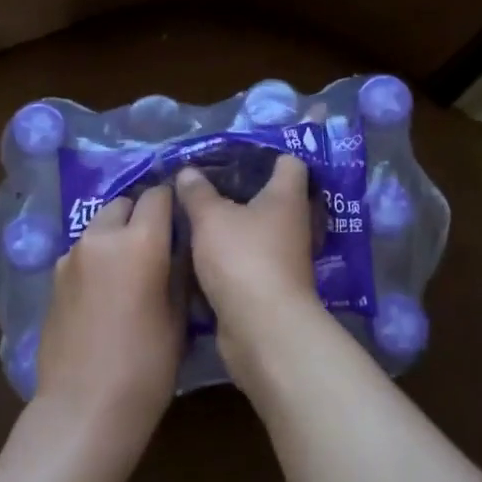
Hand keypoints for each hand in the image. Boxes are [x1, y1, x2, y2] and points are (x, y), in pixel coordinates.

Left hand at [32, 185, 182, 468]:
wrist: (85, 407)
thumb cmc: (146, 366)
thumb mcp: (178, 316)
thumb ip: (178, 269)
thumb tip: (180, 244)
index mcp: (140, 241)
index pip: (158, 195)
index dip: (173, 203)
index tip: (182, 220)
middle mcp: (101, 237)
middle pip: (123, 204)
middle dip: (141, 215)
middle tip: (156, 246)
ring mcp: (71, 257)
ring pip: (99, 227)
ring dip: (116, 235)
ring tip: (129, 270)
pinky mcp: (53, 278)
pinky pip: (81, 253)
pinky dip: (96, 259)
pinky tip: (104, 293)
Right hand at [175, 155, 326, 379]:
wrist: (262, 328)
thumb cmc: (242, 258)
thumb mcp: (211, 218)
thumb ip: (197, 193)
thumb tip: (188, 172)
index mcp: (287, 197)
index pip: (290, 162)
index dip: (267, 154)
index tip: (236, 152)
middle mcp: (293, 224)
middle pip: (273, 197)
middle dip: (243, 191)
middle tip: (207, 183)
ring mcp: (285, 257)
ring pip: (258, 231)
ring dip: (235, 225)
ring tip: (199, 215)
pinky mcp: (272, 286)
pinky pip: (249, 260)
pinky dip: (231, 255)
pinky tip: (203, 252)